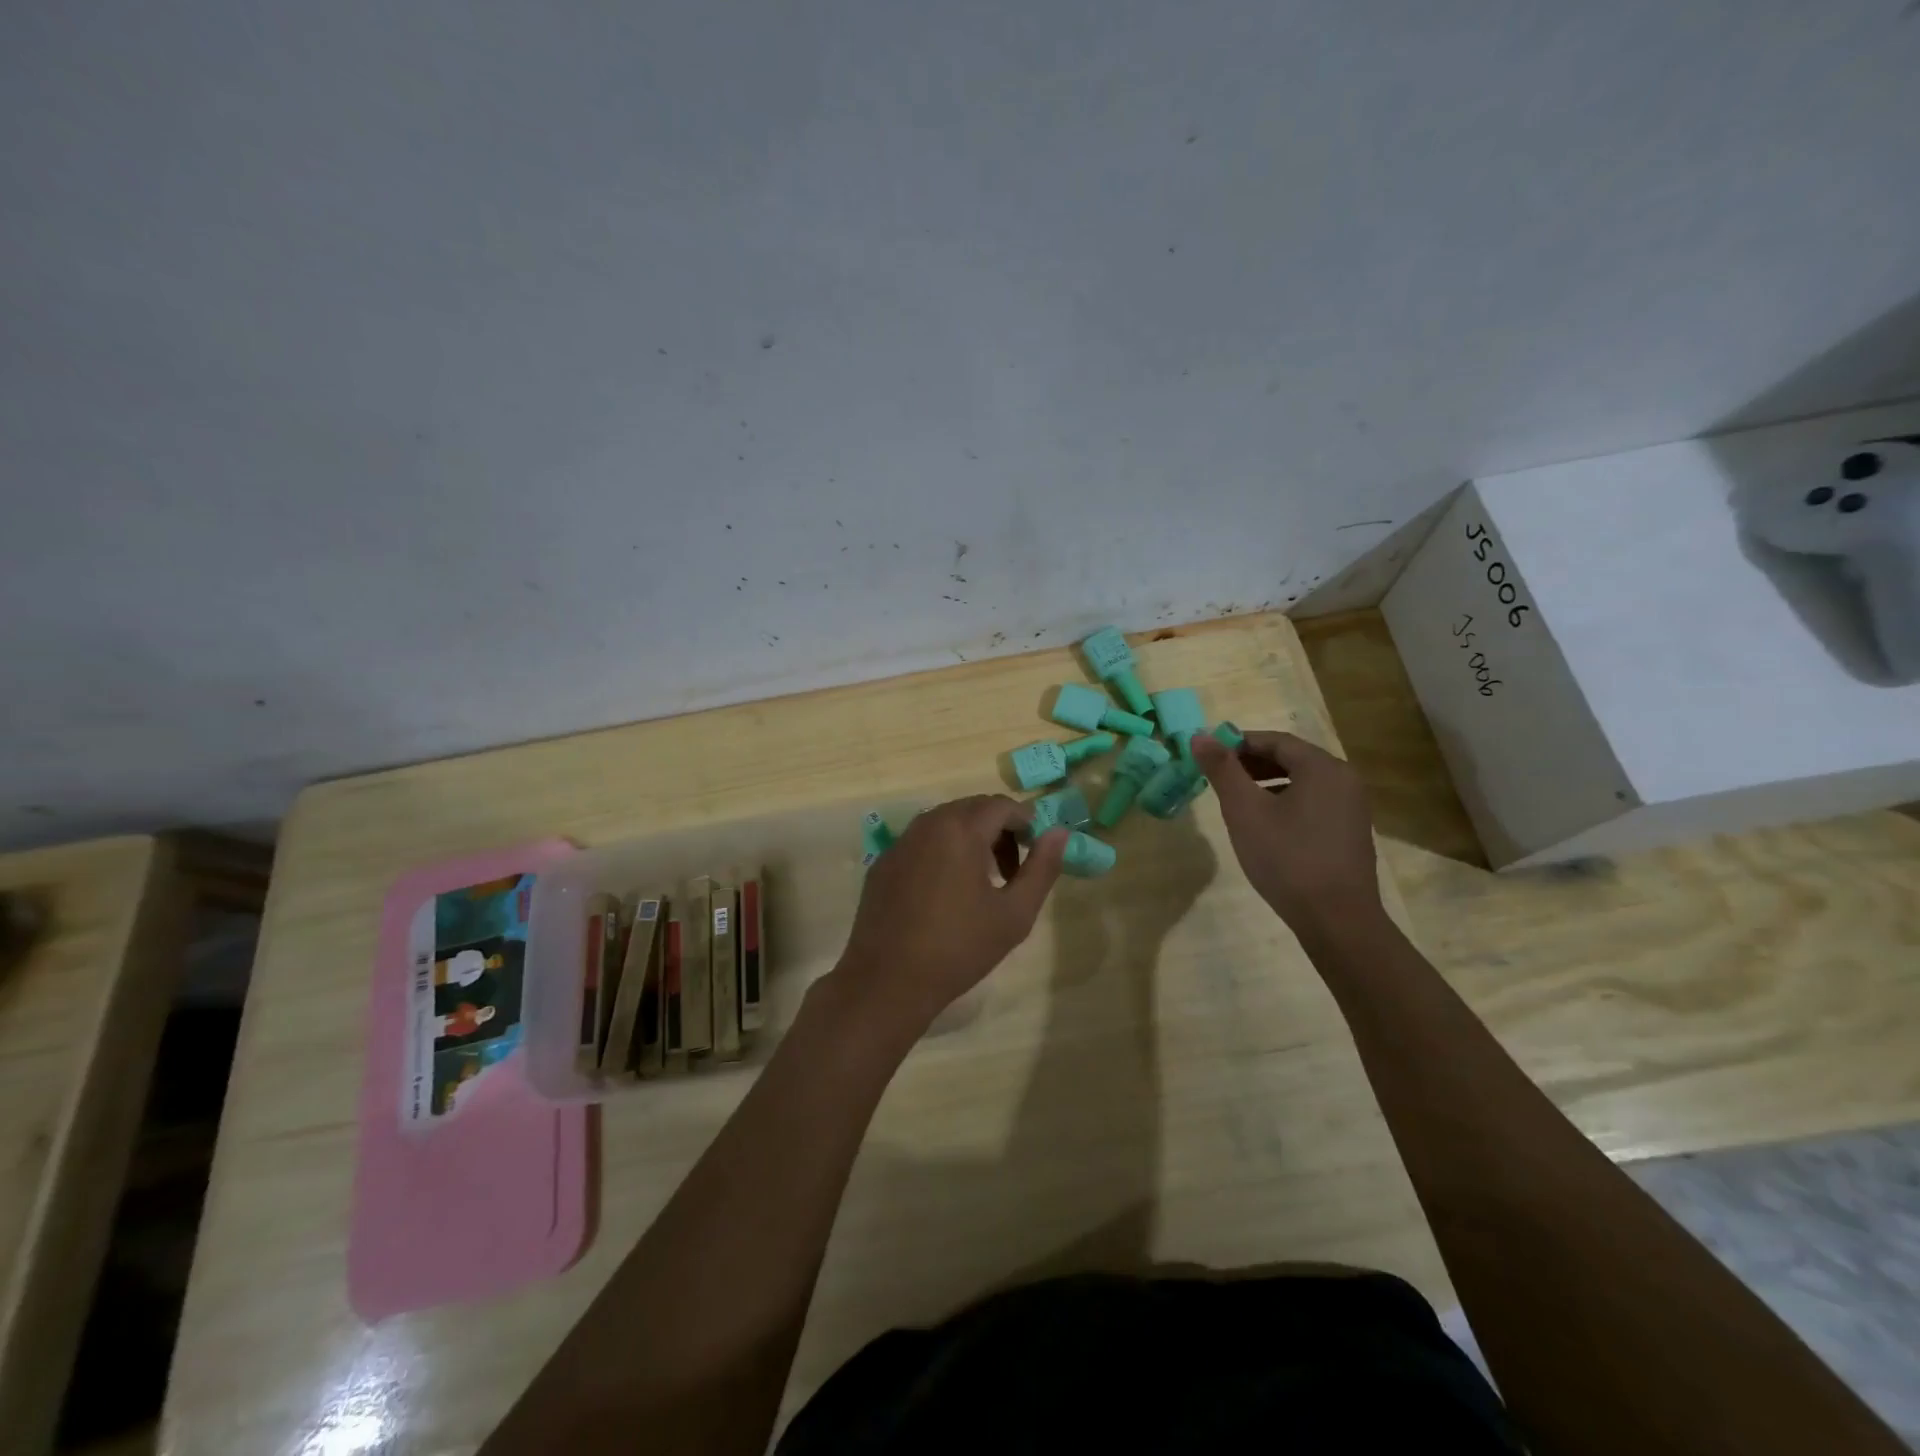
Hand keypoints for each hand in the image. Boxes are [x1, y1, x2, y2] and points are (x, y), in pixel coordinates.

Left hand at [830, 795, 1068, 1043]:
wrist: (886, 982)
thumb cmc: (958, 948)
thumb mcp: (1014, 914)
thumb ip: (1041, 868)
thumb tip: (1059, 832)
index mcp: (960, 830)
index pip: (1001, 805)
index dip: (1025, 822)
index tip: (1036, 850)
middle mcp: (927, 825)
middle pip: (972, 809)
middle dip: (998, 829)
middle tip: (1012, 870)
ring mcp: (900, 843)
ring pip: (944, 823)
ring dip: (970, 839)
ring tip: (982, 882)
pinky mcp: (883, 863)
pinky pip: (921, 842)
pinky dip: (942, 852)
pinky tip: (945, 893)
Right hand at [1191, 729, 1382, 935]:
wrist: (1337, 920)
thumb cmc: (1287, 858)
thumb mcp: (1245, 811)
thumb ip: (1222, 769)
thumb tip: (1199, 735)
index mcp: (1322, 767)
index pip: (1275, 740)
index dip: (1238, 743)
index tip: (1208, 755)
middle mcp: (1344, 779)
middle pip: (1291, 758)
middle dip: (1251, 764)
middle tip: (1218, 777)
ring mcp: (1352, 807)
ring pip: (1302, 782)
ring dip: (1267, 783)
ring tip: (1237, 801)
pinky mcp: (1351, 832)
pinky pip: (1314, 802)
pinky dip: (1286, 802)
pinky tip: (1266, 825)